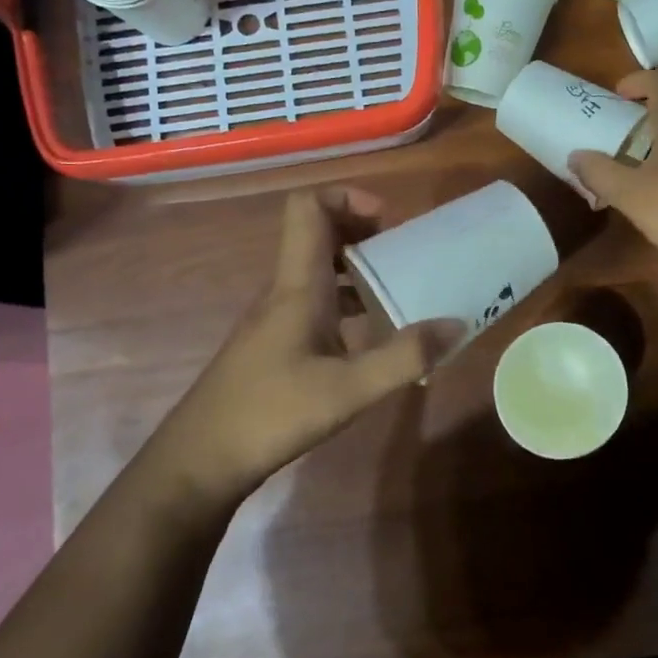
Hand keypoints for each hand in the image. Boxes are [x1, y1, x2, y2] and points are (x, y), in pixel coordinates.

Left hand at [150, 187, 461, 500]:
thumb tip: (456, 325)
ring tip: (396, 288)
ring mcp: (275, 318)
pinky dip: (344, 301)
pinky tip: (369, 334)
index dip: (347, 197)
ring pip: (316, 270)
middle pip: (317, 233)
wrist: (201, 459)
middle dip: (361, 230)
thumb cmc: (272, 414)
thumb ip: (404, 357)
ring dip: (355, 267)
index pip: (308, 207)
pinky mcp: (274, 343)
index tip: (388, 221)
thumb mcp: (349, 389)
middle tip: (402, 253)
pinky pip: (313, 302)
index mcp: (298, 285)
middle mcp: (284, 291)